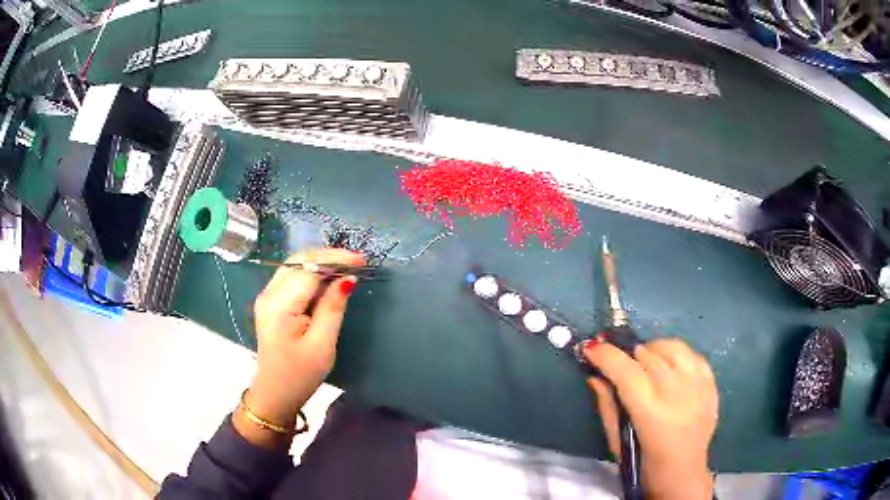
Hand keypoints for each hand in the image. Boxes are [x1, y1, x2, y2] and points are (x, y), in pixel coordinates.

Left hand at [237, 249, 362, 445]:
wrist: (275, 393)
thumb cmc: (300, 375)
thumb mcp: (322, 344)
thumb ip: (333, 307)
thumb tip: (348, 278)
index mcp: (280, 305)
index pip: (309, 269)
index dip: (335, 260)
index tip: (362, 260)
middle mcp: (269, 294)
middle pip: (299, 261)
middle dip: (328, 256)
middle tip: (357, 262)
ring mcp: (267, 296)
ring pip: (295, 265)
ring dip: (320, 262)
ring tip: (347, 268)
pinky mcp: (271, 302)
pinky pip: (293, 277)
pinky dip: (312, 273)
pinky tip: (328, 280)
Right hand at [583, 338, 717, 499]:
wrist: (683, 474)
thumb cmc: (643, 463)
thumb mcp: (617, 441)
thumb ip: (607, 406)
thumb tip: (595, 376)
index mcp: (651, 413)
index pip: (626, 371)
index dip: (606, 355)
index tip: (591, 348)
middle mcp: (677, 393)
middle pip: (648, 355)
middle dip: (627, 354)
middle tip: (618, 363)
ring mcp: (698, 386)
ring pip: (672, 347)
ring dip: (652, 349)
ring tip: (644, 361)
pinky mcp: (711, 383)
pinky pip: (692, 354)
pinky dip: (676, 354)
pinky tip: (668, 366)